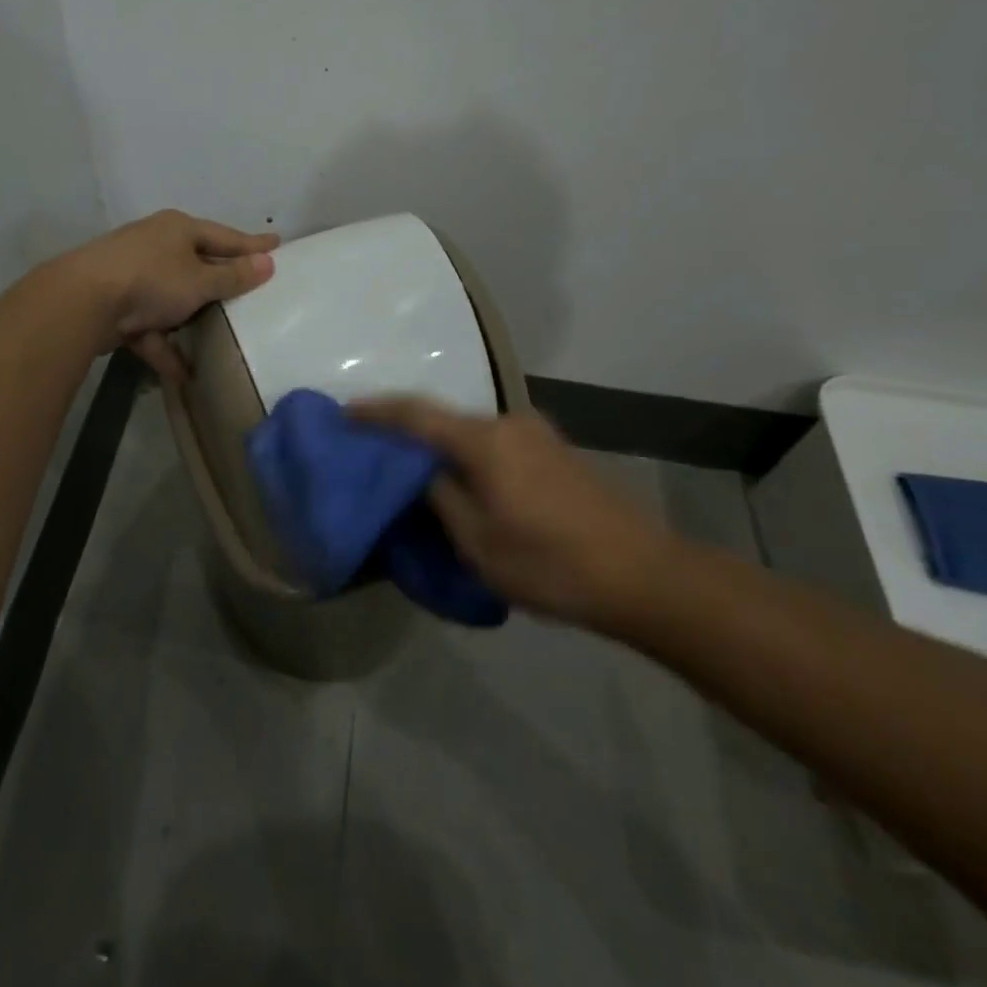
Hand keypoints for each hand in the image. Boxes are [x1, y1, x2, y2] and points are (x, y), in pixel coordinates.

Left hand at [55, 210, 277, 380]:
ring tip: (219, 338)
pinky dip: (164, 346)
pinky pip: (149, 327)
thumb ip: (234, 276)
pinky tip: (183, 373)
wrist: (82, 302)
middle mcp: (155, 246)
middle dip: (219, 283)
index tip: (277, 244)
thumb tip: (268, 262)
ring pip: (172, 298)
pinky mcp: (116, 306)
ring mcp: (132, 276)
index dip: (252, 244)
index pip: (225, 236)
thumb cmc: (151, 280)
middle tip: (249, 293)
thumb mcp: (200, 280)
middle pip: (197, 265)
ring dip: (191, 320)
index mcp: (177, 230)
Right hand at [350, 397, 670, 624]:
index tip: (343, 412)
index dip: (376, 411)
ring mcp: (537, 434)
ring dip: (441, 444)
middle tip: (374, 445)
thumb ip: (440, 498)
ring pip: (472, 431)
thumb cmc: (550, 564)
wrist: (643, 575)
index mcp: (484, 440)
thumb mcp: (478, 542)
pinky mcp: (555, 452)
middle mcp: (509, 423)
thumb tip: (422, 474)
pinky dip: (469, 454)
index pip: (416, 414)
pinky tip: (463, 478)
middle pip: (444, 417)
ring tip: (414, 467)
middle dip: (407, 428)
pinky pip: (496, 443)